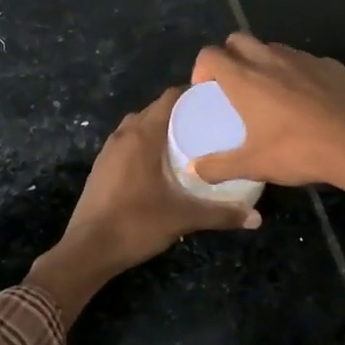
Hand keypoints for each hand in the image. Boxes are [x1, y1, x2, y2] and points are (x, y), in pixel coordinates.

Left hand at [27, 86, 260, 322]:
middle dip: (179, 112)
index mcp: (143, 135)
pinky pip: (127, 143)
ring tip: (186, 141)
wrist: (87, 250)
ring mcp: (108, 151)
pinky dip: (144, 144)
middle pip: (154, 110)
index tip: (215, 101)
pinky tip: (160, 164)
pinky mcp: (101, 167)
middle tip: (207, 123)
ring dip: (159, 128)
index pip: (169, 98)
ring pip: (137, 126)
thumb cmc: (136, 224)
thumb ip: (220, 215)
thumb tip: (257, 218)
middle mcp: (124, 135)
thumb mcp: (183, 218)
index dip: (192, 94)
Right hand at [189, 34, 344, 195]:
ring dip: (262, 61)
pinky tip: (306, 99)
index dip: (202, 68)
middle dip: (230, 56)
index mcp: (245, 79)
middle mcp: (270, 59)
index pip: (211, 54)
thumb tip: (195, 170)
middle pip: (238, 40)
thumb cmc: (300, 152)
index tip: (206, 89)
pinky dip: (295, 72)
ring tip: (269, 92)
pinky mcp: (330, 64)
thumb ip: (219, 166)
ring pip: (272, 48)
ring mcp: (303, 59)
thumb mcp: (254, 165)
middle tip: (233, 85)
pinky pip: (303, 61)